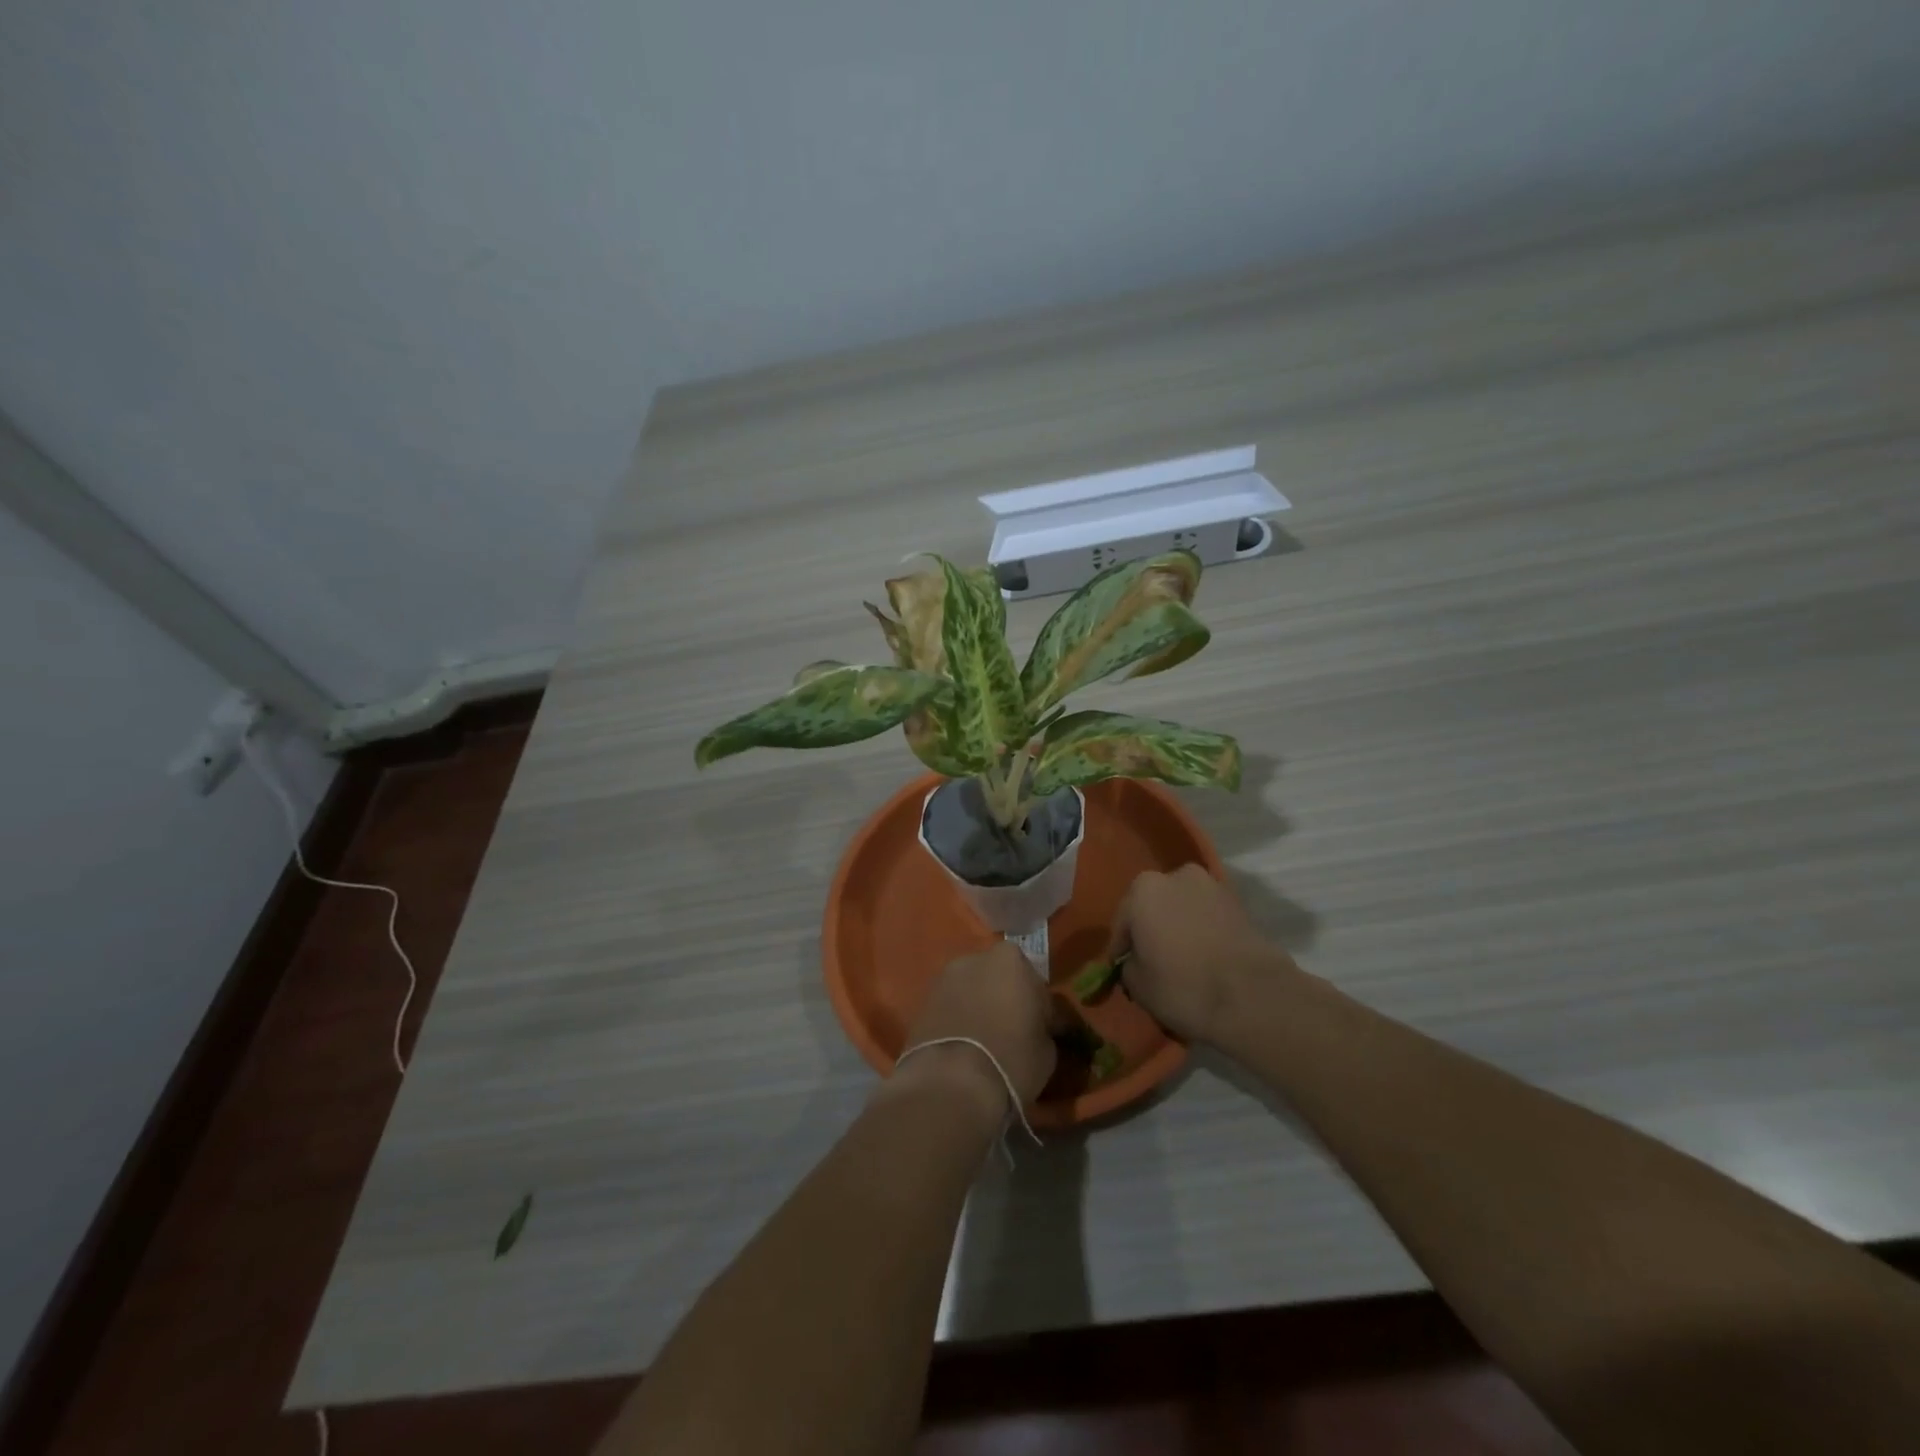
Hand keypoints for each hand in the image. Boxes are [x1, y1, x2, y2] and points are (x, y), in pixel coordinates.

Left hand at [892, 943, 1057, 1118]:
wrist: (950, 1084)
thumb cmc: (1011, 1060)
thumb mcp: (1047, 1049)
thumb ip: (1043, 1026)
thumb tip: (1037, 1028)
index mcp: (1011, 960)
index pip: (1033, 979)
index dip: (1038, 1005)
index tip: (1040, 1028)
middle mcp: (975, 959)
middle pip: (998, 976)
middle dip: (1005, 997)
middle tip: (1012, 1030)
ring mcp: (944, 978)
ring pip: (971, 989)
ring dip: (979, 1005)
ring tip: (985, 1041)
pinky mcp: (922, 1001)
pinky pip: (951, 1006)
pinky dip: (958, 1018)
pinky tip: (964, 1045)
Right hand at [1108, 864, 1287, 1042]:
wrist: (1253, 996)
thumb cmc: (1183, 986)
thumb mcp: (1138, 985)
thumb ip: (1129, 965)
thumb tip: (1137, 961)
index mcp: (1143, 889)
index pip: (1122, 921)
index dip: (1121, 948)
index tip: (1121, 968)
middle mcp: (1176, 876)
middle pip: (1154, 906)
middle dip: (1151, 928)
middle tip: (1152, 960)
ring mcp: (1212, 886)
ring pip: (1183, 908)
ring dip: (1178, 926)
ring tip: (1181, 959)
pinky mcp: (1240, 904)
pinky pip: (1208, 916)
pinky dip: (1202, 930)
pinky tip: (1204, 956)